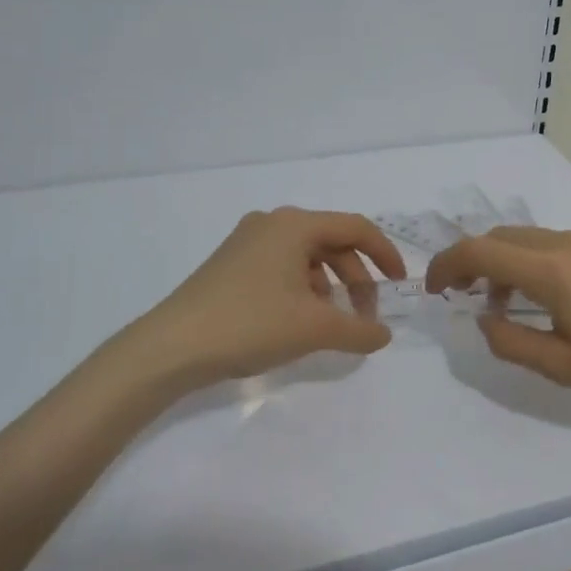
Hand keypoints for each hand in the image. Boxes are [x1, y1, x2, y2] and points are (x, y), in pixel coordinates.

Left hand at [133, 208, 406, 388]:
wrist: (170, 347)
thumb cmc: (250, 324)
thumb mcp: (314, 328)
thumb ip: (359, 330)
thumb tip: (383, 335)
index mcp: (295, 224)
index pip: (356, 228)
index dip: (385, 254)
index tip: (400, 284)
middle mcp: (272, 223)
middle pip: (332, 242)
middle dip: (356, 278)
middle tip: (364, 315)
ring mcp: (247, 242)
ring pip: (307, 257)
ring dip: (330, 286)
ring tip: (333, 323)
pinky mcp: (231, 264)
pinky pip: (282, 267)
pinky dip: (303, 289)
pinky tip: (300, 321)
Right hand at [425, 226, 570, 409]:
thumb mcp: (562, 368)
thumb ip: (511, 342)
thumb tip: (483, 319)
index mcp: (552, 271)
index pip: (480, 251)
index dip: (447, 264)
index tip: (433, 289)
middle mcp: (568, 244)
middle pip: (502, 237)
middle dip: (472, 260)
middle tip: (462, 295)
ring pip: (530, 238)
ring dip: (504, 261)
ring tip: (504, 302)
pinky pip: (557, 244)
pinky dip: (533, 260)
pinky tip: (547, 295)